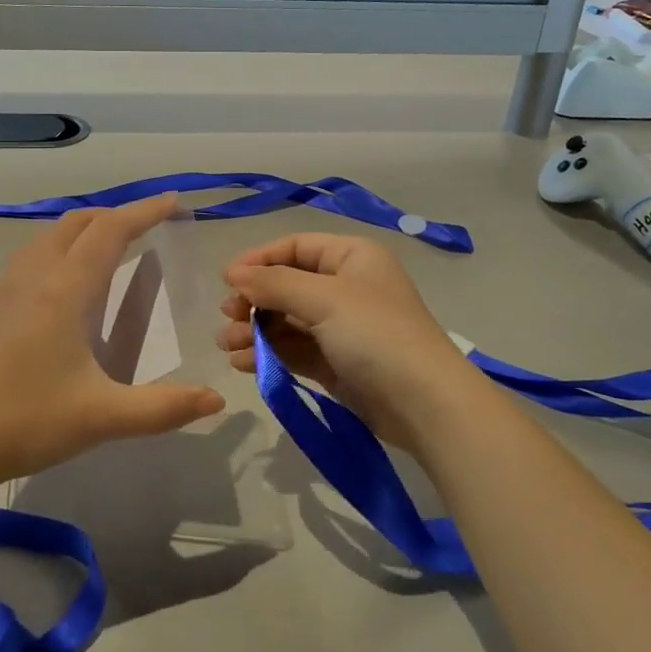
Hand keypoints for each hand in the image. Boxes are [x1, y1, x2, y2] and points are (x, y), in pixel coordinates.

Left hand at [0, 195, 224, 489]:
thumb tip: (216, 399)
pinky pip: (31, 256)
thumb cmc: (25, 421)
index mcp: (64, 290)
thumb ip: (163, 408)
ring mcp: (4, 289)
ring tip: (110, 249)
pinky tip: (64, 285)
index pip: (110, 232)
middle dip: (115, 216)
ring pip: (49, 236)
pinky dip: (59, 249)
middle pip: (76, 223)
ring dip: (84, 230)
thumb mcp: (102, 418)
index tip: (172, 201)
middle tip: (147, 227)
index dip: (144, 212)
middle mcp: (33, 276)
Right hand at [216, 233, 475, 453]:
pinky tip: (243, 362)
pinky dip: (268, 353)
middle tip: (228, 318)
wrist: (425, 404)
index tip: (226, 281)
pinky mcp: (335, 363)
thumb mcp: (324, 299)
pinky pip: (293, 350)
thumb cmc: (376, 334)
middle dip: (254, 301)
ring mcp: (341, 327)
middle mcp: (346, 287)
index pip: (295, 247)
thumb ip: (274, 284)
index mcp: (351, 257)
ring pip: (286, 320)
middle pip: (287, 285)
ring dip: (255, 330)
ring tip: (229, 346)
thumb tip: (232, 274)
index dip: (259, 260)